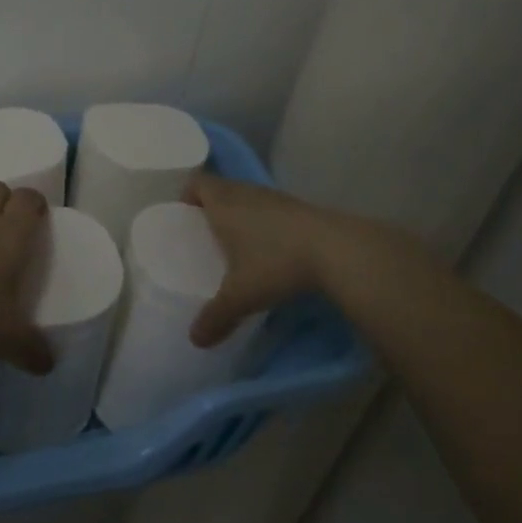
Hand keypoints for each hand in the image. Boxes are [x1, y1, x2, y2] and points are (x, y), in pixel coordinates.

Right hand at [184, 171, 330, 347]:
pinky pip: (270, 208)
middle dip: (211, 207)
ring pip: (247, 197)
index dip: (187, 195)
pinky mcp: (299, 207)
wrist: (336, 250)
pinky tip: (271, 249)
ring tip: (238, 243)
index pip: (197, 182)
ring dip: (240, 213)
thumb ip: (215, 317)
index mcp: (224, 203)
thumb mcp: (241, 296)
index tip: (185, 217)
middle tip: (206, 235)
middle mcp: (247, 193)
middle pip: (221, 188)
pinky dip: (264, 221)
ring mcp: (275, 197)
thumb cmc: (276, 263)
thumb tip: (194, 340)